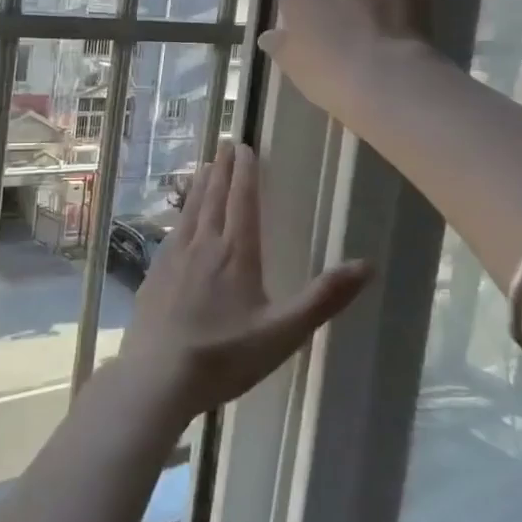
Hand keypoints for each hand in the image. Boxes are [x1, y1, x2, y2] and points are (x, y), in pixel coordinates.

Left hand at [120, 140, 370, 421]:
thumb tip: (367, 265)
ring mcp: (174, 258)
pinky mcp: (154, 274)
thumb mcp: (283, 332)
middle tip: (227, 144)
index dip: (246, 173)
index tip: (246, 147)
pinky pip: (172, 231)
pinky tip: (180, 219)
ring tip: (205, 167)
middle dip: (223, 170)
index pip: (242, 201)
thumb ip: (323, 298)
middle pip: (214, 198)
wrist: (156, 377)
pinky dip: (181, 213)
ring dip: (201, 186)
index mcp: (236, 253)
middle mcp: (203, 245)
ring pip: (190, 211)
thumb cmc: (225, 356)